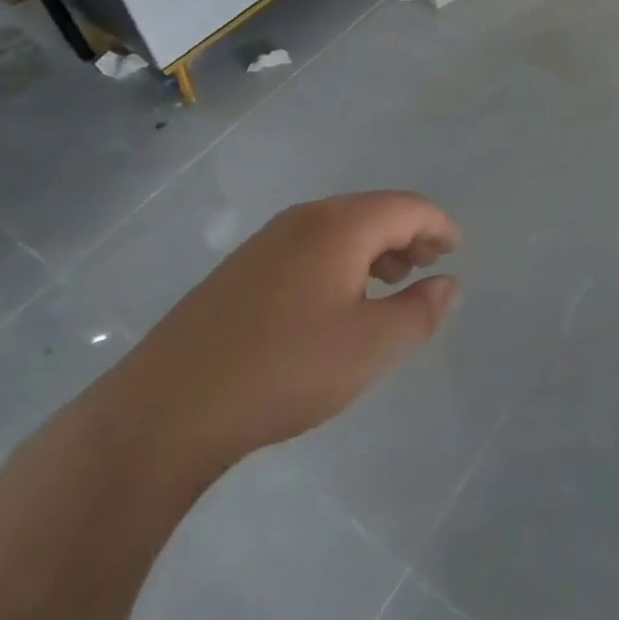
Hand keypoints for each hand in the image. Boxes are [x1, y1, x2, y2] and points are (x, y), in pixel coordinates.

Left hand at [115, 192, 459, 466]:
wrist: (162, 412)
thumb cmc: (282, 370)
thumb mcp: (368, 348)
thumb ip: (419, 312)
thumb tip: (448, 284)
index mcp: (341, 225)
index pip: (407, 207)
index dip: (438, 225)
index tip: (456, 250)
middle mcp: (305, 218)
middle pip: (373, 211)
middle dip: (408, 235)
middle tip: (428, 266)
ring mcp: (267, 242)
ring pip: (339, 229)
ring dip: (374, 249)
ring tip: (388, 284)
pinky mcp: (240, 270)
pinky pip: (309, 247)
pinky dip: (340, 261)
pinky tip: (334, 302)